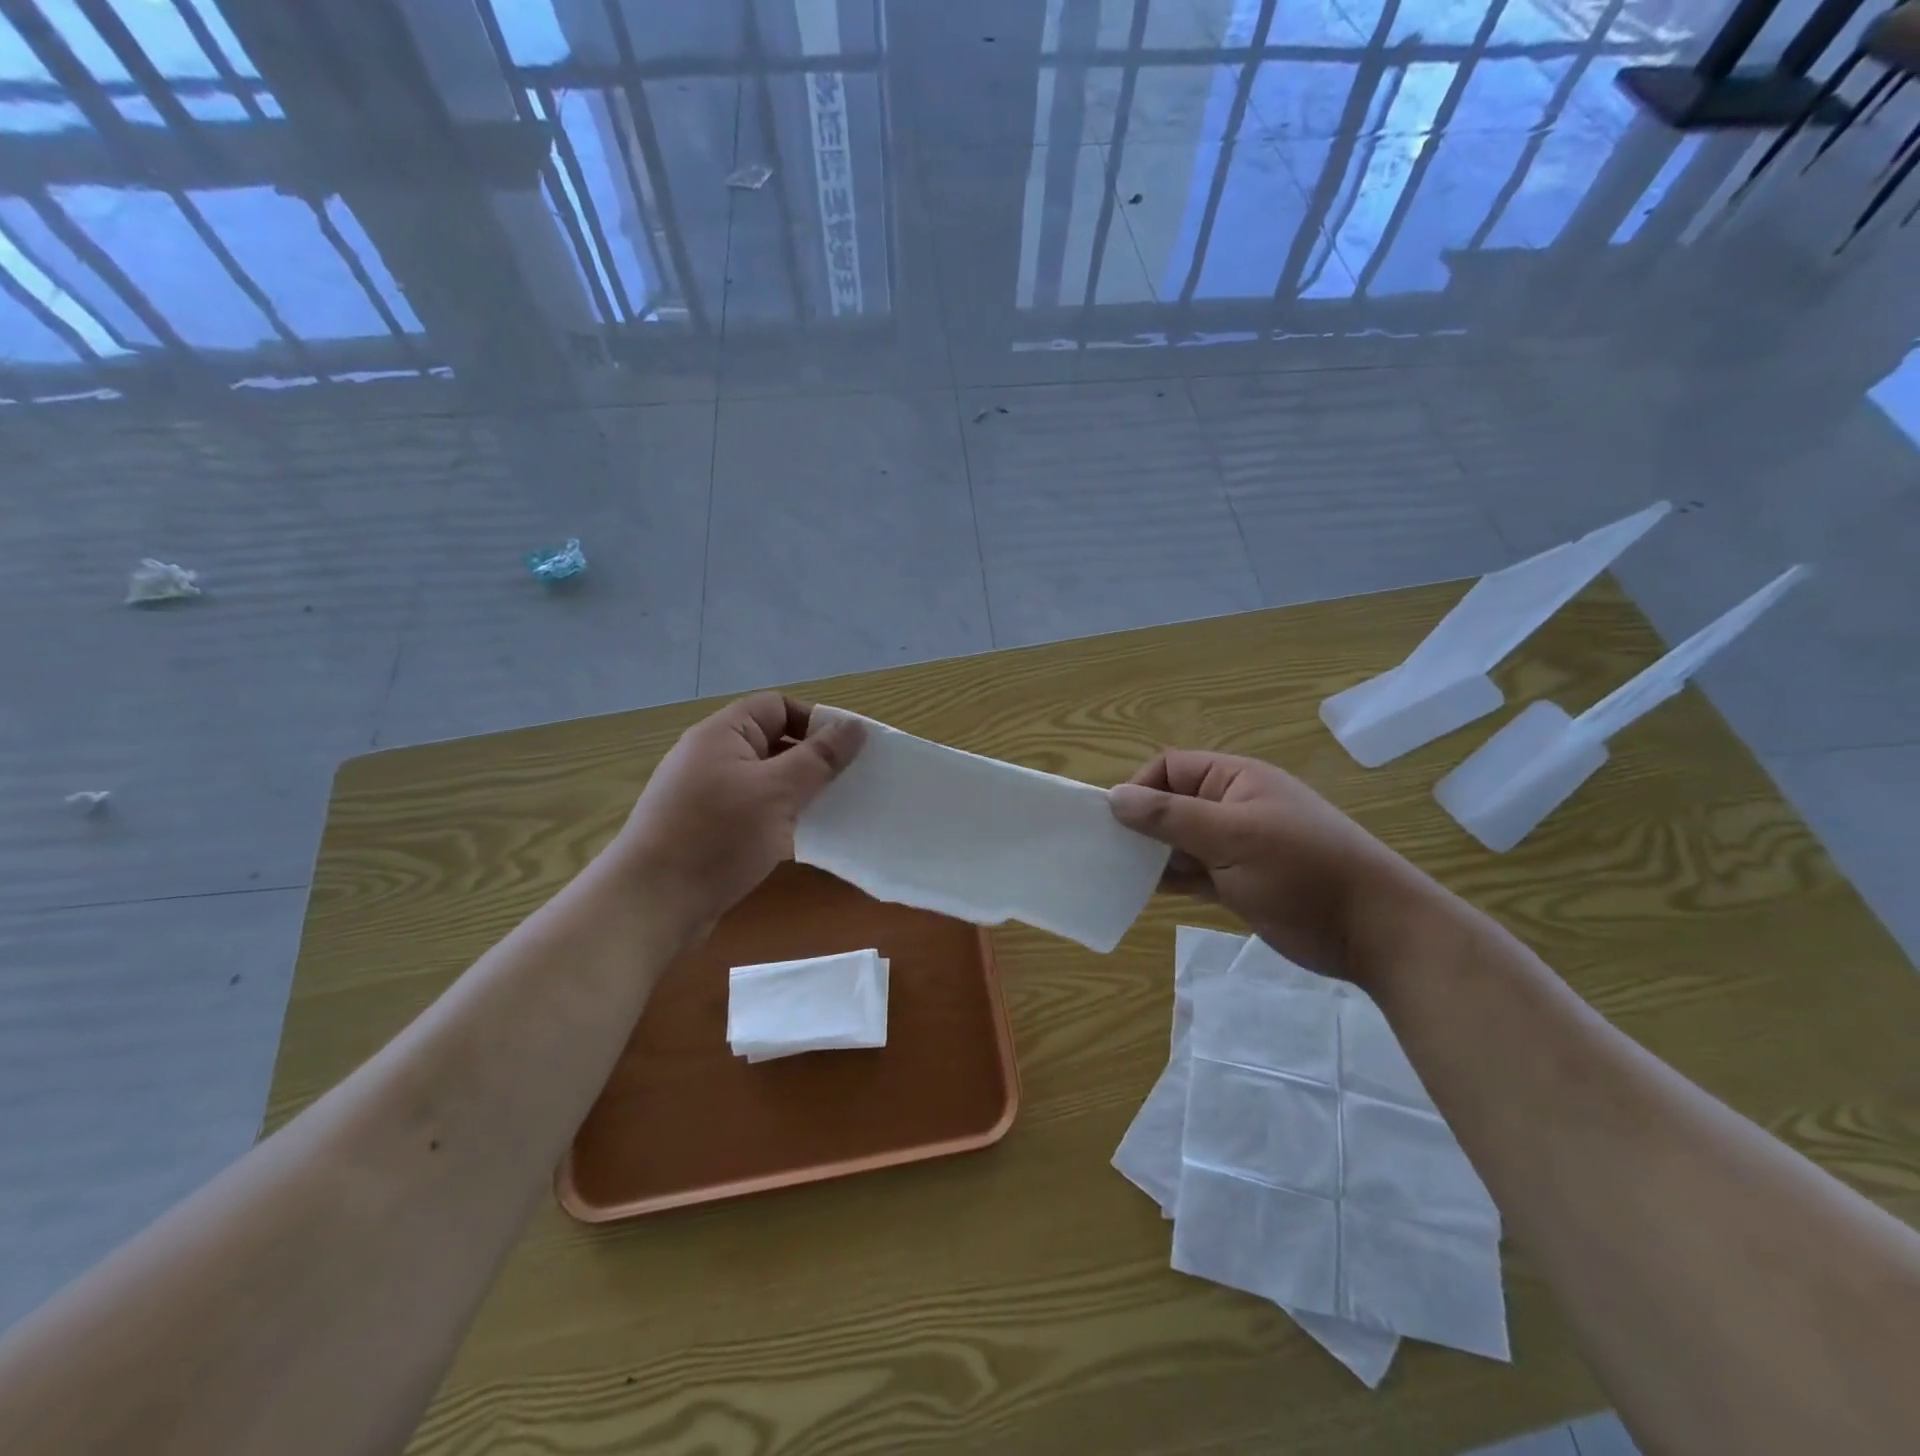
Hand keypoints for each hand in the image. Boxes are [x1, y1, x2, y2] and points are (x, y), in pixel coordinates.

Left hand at [612, 694, 864, 936]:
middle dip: (812, 759)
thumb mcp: (777, 792)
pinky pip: (754, 810)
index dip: (815, 721)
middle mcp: (712, 757)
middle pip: (773, 742)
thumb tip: (855, 727)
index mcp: (723, 734)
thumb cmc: (716, 836)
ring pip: (766, 780)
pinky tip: (802, 837)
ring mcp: (708, 795)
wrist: (651, 904)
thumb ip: (819, 758)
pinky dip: (780, 817)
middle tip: (850, 784)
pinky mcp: (709, 830)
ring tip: (834, 810)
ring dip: (799, 792)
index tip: (848, 752)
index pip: (778, 706)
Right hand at [1108, 751, 1443, 981]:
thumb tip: (1114, 797)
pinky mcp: (1240, 882)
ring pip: (1180, 841)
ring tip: (1119, 875)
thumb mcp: (1232, 838)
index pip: (1171, 768)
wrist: (1374, 931)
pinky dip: (1171, 879)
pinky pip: (1194, 872)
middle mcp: (1233, 806)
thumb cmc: (1302, 871)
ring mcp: (1238, 847)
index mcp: (1235, 780)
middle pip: (1172, 803)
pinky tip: (1143, 892)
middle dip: (1141, 825)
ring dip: (1153, 855)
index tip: (1116, 823)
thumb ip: (1170, 816)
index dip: (1140, 788)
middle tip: (1110, 853)